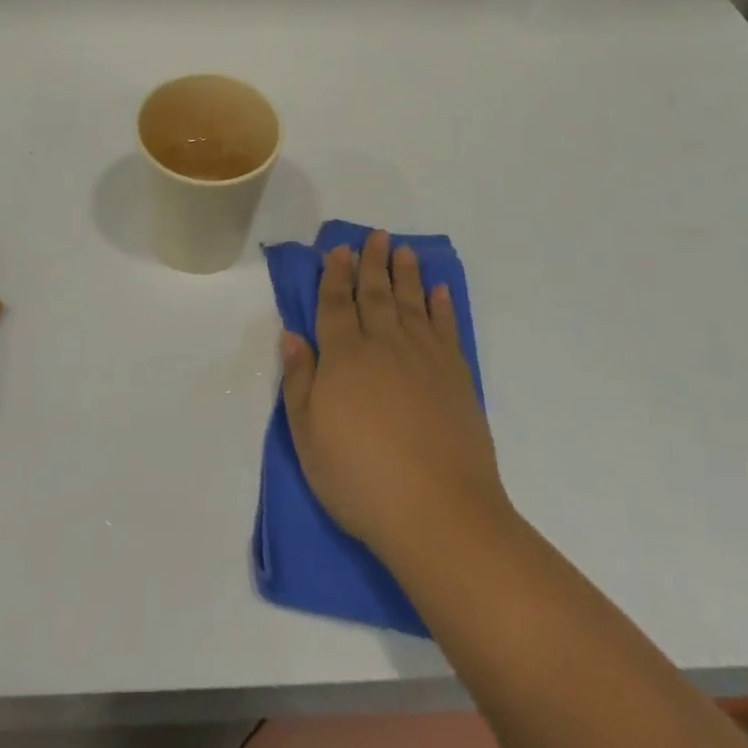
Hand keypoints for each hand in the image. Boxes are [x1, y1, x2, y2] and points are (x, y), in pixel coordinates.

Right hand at [279, 229, 510, 564]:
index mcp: (343, 356)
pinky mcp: (456, 375)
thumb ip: (299, 381)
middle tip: (375, 235)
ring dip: (406, 274)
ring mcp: (424, 357)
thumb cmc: (360, 478)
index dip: (335, 275)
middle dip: (371, 263)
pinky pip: (447, 328)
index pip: (335, 303)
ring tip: (403, 250)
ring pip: (411, 302)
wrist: (438, 512)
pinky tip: (439, 291)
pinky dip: (442, 306)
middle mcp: (383, 344)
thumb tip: (291, 335)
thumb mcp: (308, 436)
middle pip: (375, 293)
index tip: (337, 249)